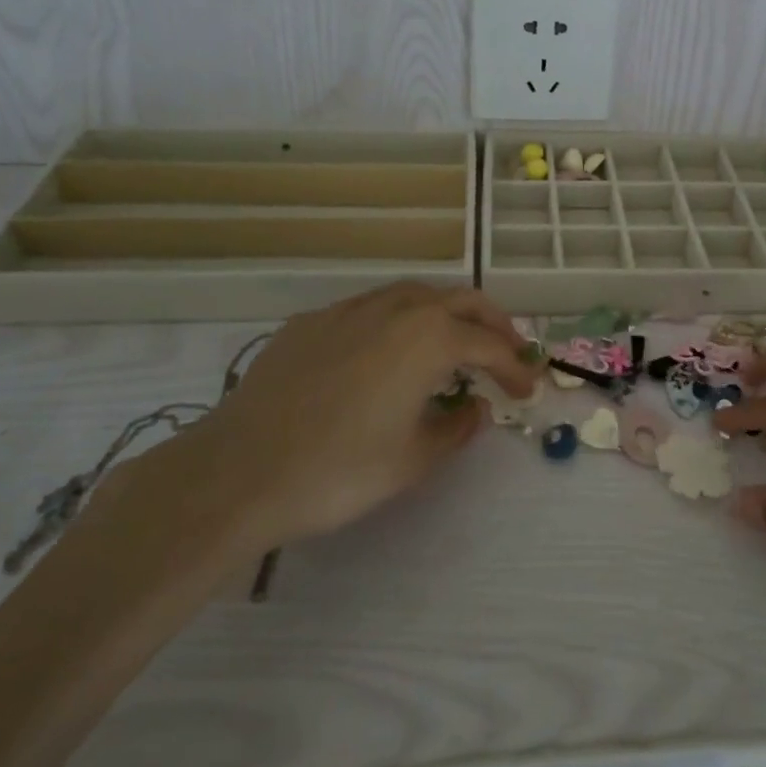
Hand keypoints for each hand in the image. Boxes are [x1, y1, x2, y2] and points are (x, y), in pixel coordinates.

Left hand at [74, 284, 540, 582]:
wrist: (237, 472)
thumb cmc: (338, 470)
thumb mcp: (413, 459)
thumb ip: (456, 428)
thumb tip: (476, 407)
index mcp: (429, 337)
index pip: (490, 345)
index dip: (516, 367)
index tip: (528, 391)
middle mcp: (396, 308)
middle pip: (461, 300)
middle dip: (493, 324)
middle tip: (508, 354)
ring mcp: (349, 309)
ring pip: (415, 294)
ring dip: (446, 314)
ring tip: (454, 345)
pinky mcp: (312, 322)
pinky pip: (371, 309)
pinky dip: (398, 322)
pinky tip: (387, 353)